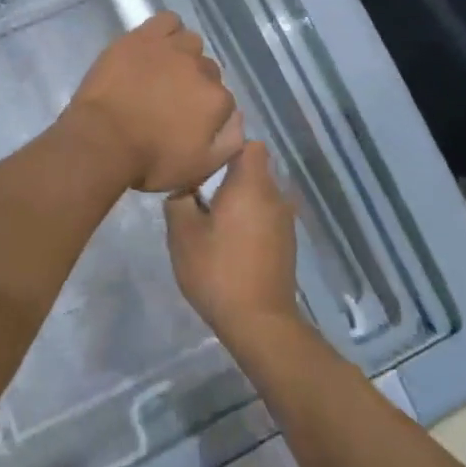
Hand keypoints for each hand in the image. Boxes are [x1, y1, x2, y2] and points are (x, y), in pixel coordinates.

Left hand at [64, 12, 242, 193]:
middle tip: (169, 100)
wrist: (101, 140)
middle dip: (194, 85)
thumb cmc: (149, 161)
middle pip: (208, 71)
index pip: (224, 100)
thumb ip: (229, 143)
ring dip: (183, 55)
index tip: (186, 122)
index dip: (206, 112)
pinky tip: (154, 46)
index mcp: (218, 101)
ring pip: (191, 42)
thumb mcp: (199, 168)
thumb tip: (239, 118)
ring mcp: (172, 48)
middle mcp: (202, 69)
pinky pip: (167, 20)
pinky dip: (166, 30)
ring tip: (162, 71)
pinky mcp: (144, 36)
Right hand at [165, 140, 299, 343]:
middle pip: (253, 168)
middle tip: (198, 190)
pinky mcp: (287, 243)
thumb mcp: (182, 234)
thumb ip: (178, 200)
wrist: (259, 322)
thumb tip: (183, 189)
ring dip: (239, 199)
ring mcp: (285, 220)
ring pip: (259, 194)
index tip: (204, 160)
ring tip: (211, 217)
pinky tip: (229, 240)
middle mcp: (274, 195)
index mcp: (251, 184)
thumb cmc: (218, 270)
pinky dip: (249, 219)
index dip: (227, 145)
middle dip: (228, 175)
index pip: (249, 144)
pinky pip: (265, 216)